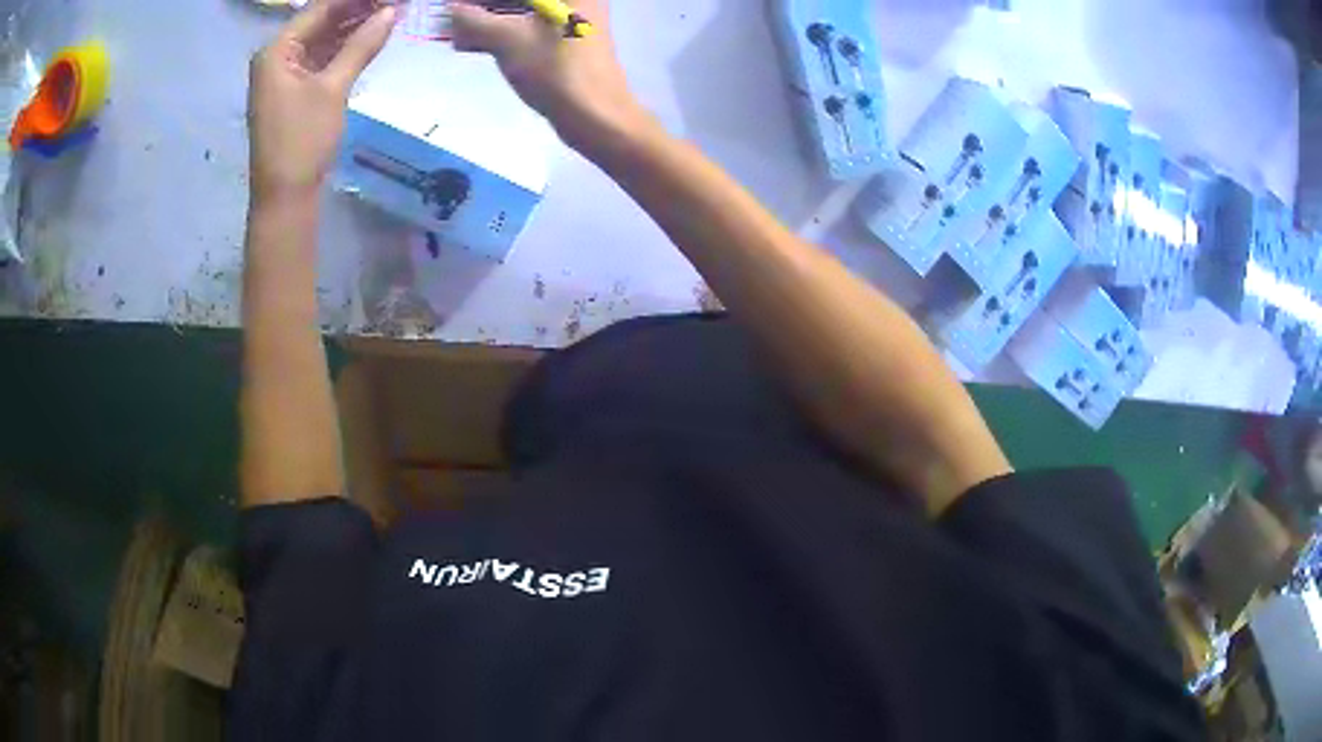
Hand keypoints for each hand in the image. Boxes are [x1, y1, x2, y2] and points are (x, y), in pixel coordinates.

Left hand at [248, 0, 395, 200]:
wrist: (284, 198)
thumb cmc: (302, 141)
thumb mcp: (333, 89)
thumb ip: (361, 46)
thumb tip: (391, 12)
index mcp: (276, 51)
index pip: (320, 8)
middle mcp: (276, 57)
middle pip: (320, 20)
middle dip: (357, 9)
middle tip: (395, 4)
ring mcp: (283, 75)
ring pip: (322, 38)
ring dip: (353, 27)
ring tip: (390, 14)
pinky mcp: (292, 91)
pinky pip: (320, 58)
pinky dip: (343, 48)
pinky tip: (370, 37)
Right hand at [451, 0, 648, 154]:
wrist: (597, 116)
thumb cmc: (554, 70)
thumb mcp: (506, 40)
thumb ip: (473, 20)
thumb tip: (451, 8)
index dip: (480, 1)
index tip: (454, 6)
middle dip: (482, 7)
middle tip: (452, 16)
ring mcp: (573, 17)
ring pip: (522, 11)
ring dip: (487, 19)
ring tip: (455, 33)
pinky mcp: (568, 38)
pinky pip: (528, 26)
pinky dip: (501, 32)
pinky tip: (470, 43)